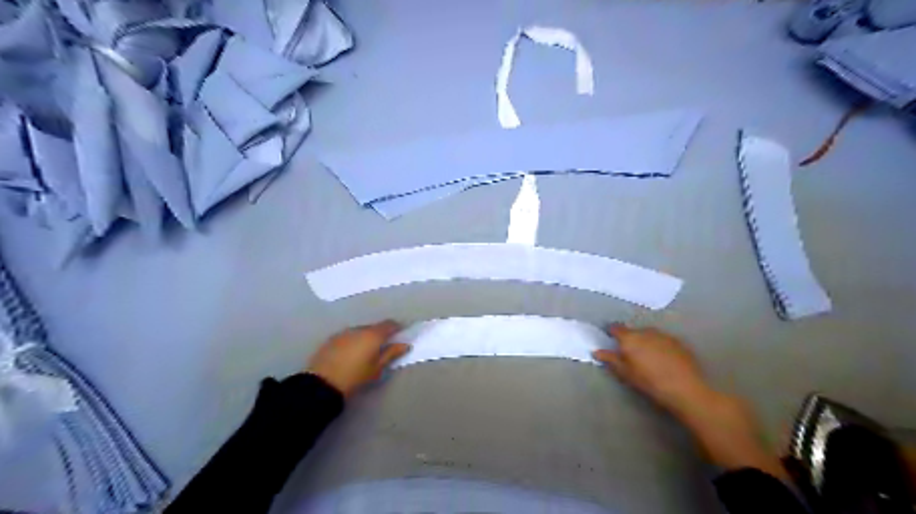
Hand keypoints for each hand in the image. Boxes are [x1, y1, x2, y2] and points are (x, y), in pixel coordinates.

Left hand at [305, 322, 409, 397]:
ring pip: (360, 331)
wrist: (322, 383)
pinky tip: (351, 354)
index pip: (389, 324)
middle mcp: (359, 329)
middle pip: (374, 327)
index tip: (400, 336)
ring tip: (365, 352)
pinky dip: (354, 341)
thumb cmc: (355, 377)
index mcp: (373, 335)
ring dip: (366, 337)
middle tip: (383, 348)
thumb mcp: (377, 369)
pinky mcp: (332, 338)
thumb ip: (391, 354)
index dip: (397, 328)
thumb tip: (405, 345)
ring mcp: (344, 332)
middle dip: (381, 334)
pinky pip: (349, 336)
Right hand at [595, 325, 786, 477]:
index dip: (610, 331)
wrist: (686, 389)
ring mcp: (663, 335)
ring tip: (646, 357)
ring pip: (648, 335)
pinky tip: (662, 360)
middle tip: (629, 353)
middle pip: (633, 331)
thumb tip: (596, 350)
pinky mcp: (678, 342)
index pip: (615, 328)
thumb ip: (610, 359)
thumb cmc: (650, 382)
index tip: (608, 338)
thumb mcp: (626, 373)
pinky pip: (662, 340)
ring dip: (645, 341)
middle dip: (629, 339)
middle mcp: (646, 331)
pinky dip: (658, 346)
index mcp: (630, 338)